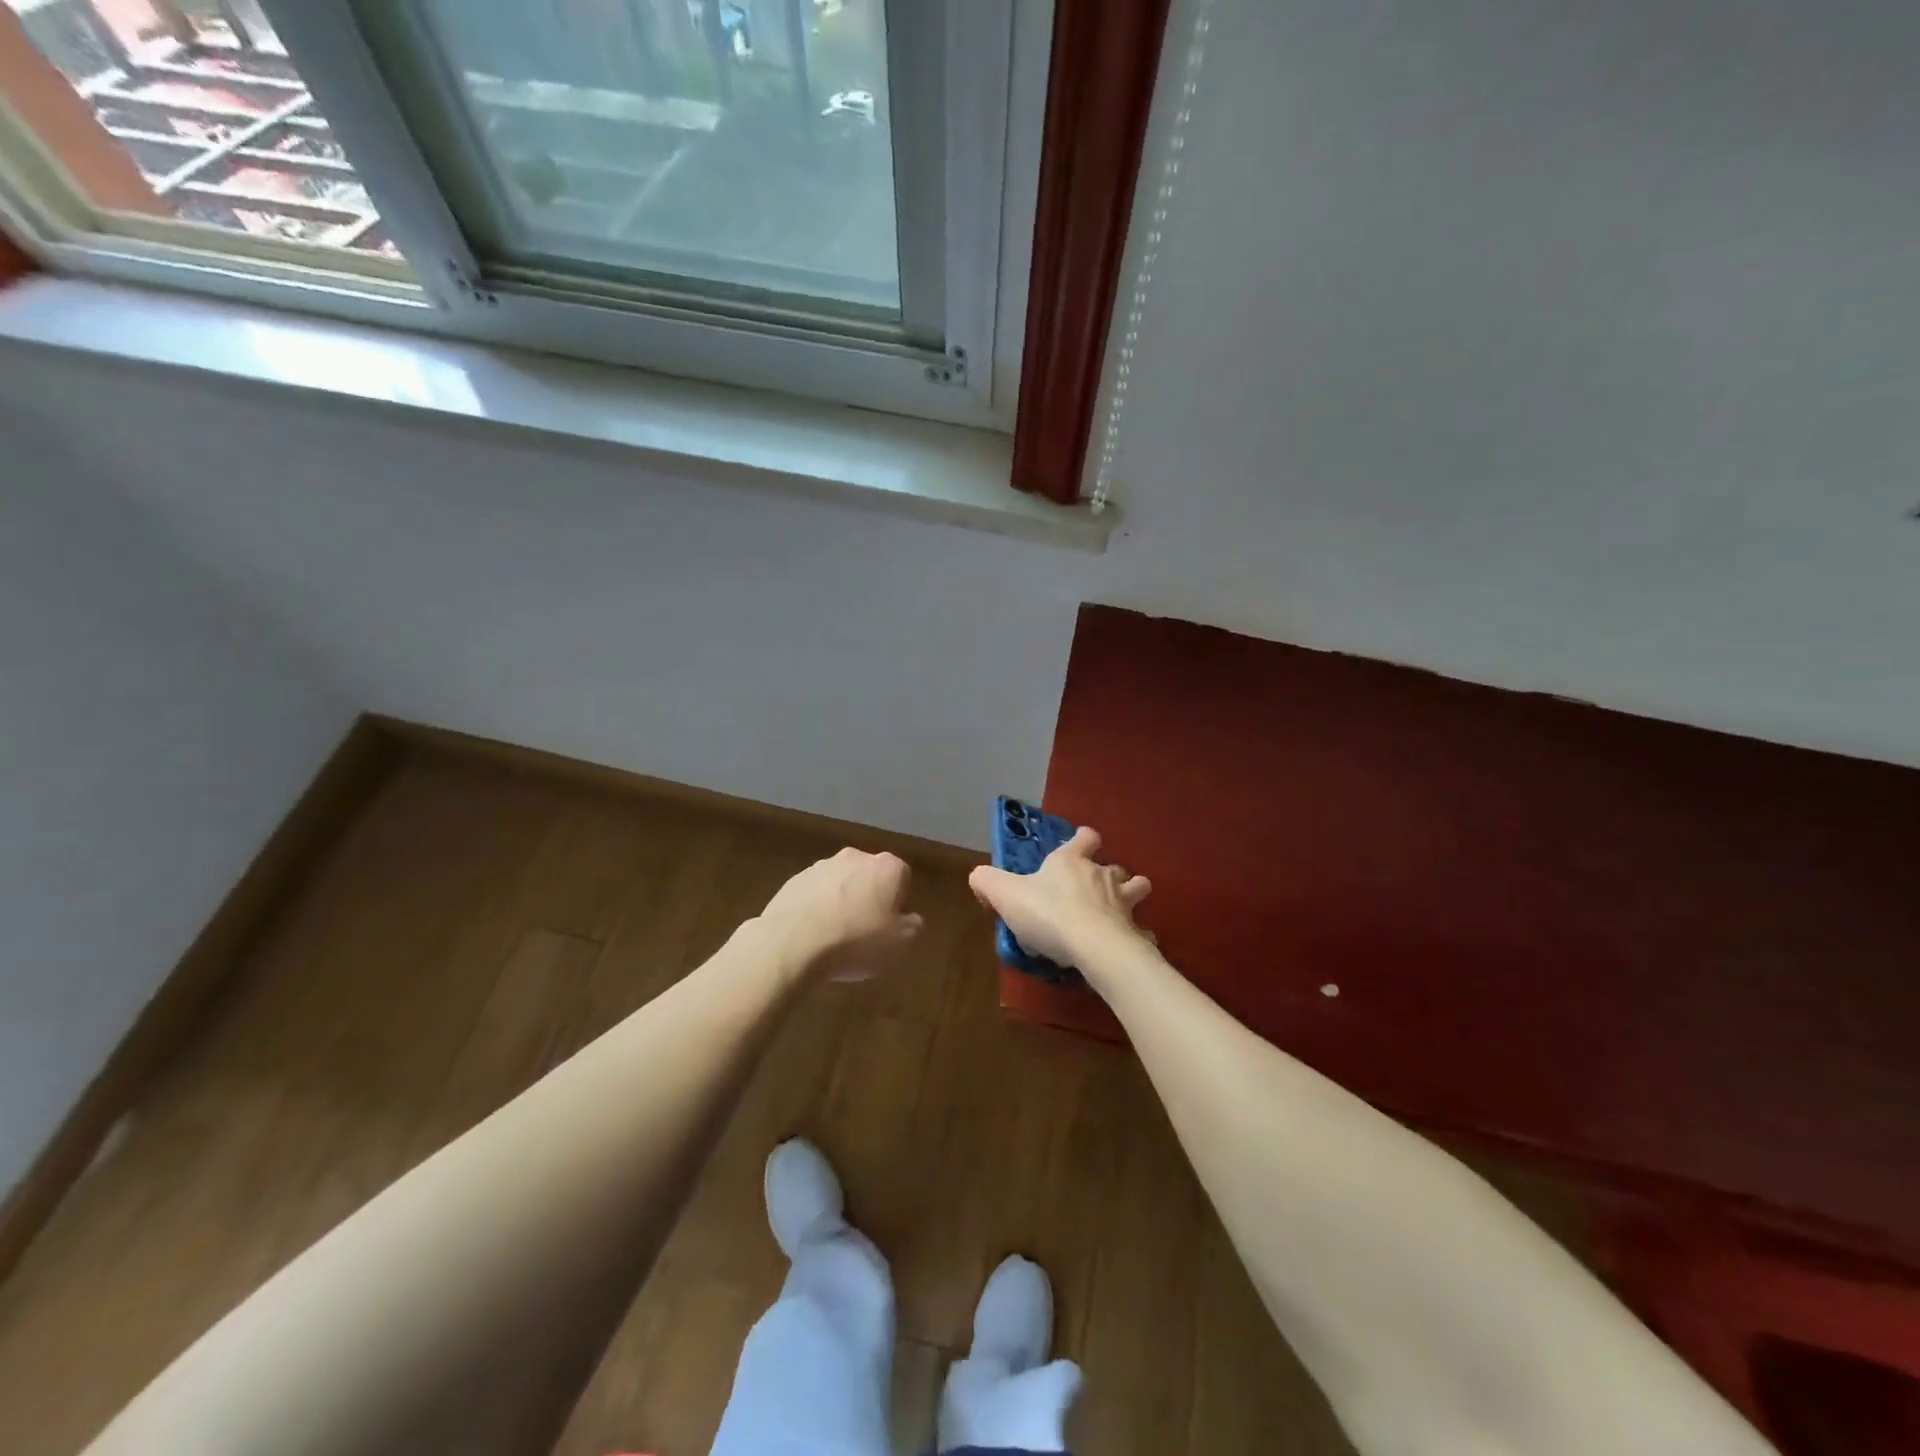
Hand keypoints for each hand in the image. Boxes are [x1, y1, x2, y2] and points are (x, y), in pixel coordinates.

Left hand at [757, 848, 923, 980]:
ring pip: (840, 884)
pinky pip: (814, 894)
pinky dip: (816, 909)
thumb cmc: (857, 940)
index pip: (902, 877)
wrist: (794, 943)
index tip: (891, 925)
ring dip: (841, 902)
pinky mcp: (794, 880)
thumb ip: (912, 926)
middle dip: (869, 897)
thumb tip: (909, 919)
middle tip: (866, 930)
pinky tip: (812, 935)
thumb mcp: (900, 943)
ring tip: (835, 937)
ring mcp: (820, 866)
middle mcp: (855, 857)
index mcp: (886, 867)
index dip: (899, 902)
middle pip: (869, 876)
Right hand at [968, 827, 1150, 969]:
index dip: (1083, 839)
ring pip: (1137, 889)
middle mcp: (1102, 875)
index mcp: (1071, 861)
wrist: (1093, 946)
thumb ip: (987, 882)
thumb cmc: (1048, 913)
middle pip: (1114, 866)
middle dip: (1109, 873)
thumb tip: (977, 876)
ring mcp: (1124, 903)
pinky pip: (1140, 931)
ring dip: (1131, 895)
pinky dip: (1136, 935)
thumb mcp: (1005, 894)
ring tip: (1119, 910)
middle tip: (1095, 888)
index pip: (1085, 837)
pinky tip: (1127, 945)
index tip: (1080, 845)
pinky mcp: (1135, 932)